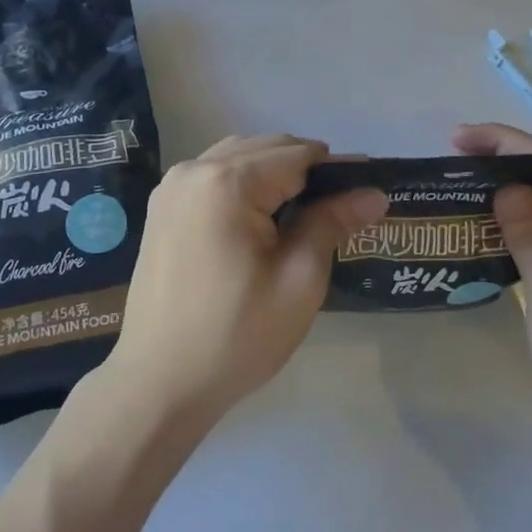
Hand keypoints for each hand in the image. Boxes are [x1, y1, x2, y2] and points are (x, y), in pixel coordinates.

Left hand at [102, 135, 386, 429]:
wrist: (158, 384)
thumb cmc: (236, 336)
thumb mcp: (298, 281)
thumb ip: (332, 223)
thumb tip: (373, 193)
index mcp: (227, 182)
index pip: (298, 155)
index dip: (337, 170)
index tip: (367, 189)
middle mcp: (194, 169)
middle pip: (266, 148)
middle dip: (307, 170)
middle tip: (339, 210)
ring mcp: (172, 187)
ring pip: (239, 157)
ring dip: (274, 174)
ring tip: (302, 216)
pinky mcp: (163, 207)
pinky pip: (214, 176)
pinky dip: (244, 184)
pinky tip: (260, 220)